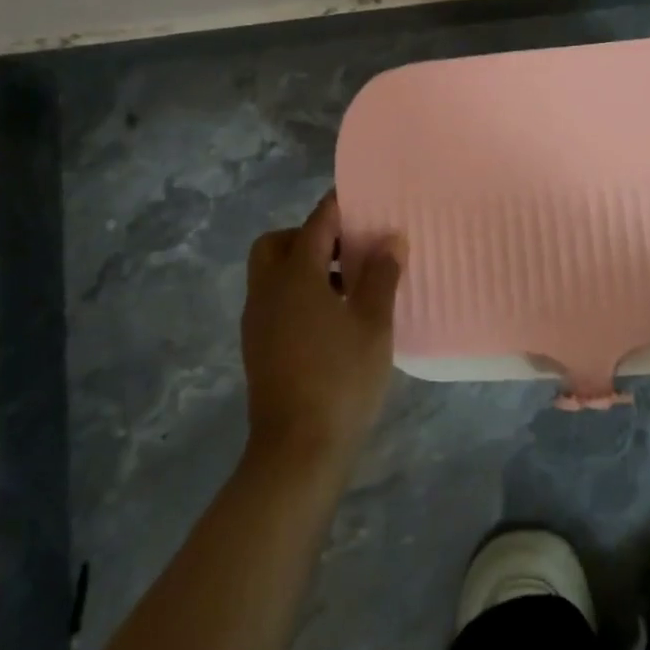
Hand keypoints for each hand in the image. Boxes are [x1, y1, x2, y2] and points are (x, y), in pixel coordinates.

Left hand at [242, 191, 405, 470]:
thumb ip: (382, 275)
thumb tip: (391, 238)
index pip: (316, 223)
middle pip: (278, 244)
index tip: (364, 199)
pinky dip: (298, 294)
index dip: (340, 207)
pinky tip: (333, 318)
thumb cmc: (341, 378)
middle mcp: (267, 290)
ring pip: (273, 274)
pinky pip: (275, 301)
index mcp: (295, 276)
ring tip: (350, 285)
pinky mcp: (258, 347)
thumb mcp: (373, 323)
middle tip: (348, 249)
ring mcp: (258, 321)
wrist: (297, 451)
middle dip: (310, 237)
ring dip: (305, 267)